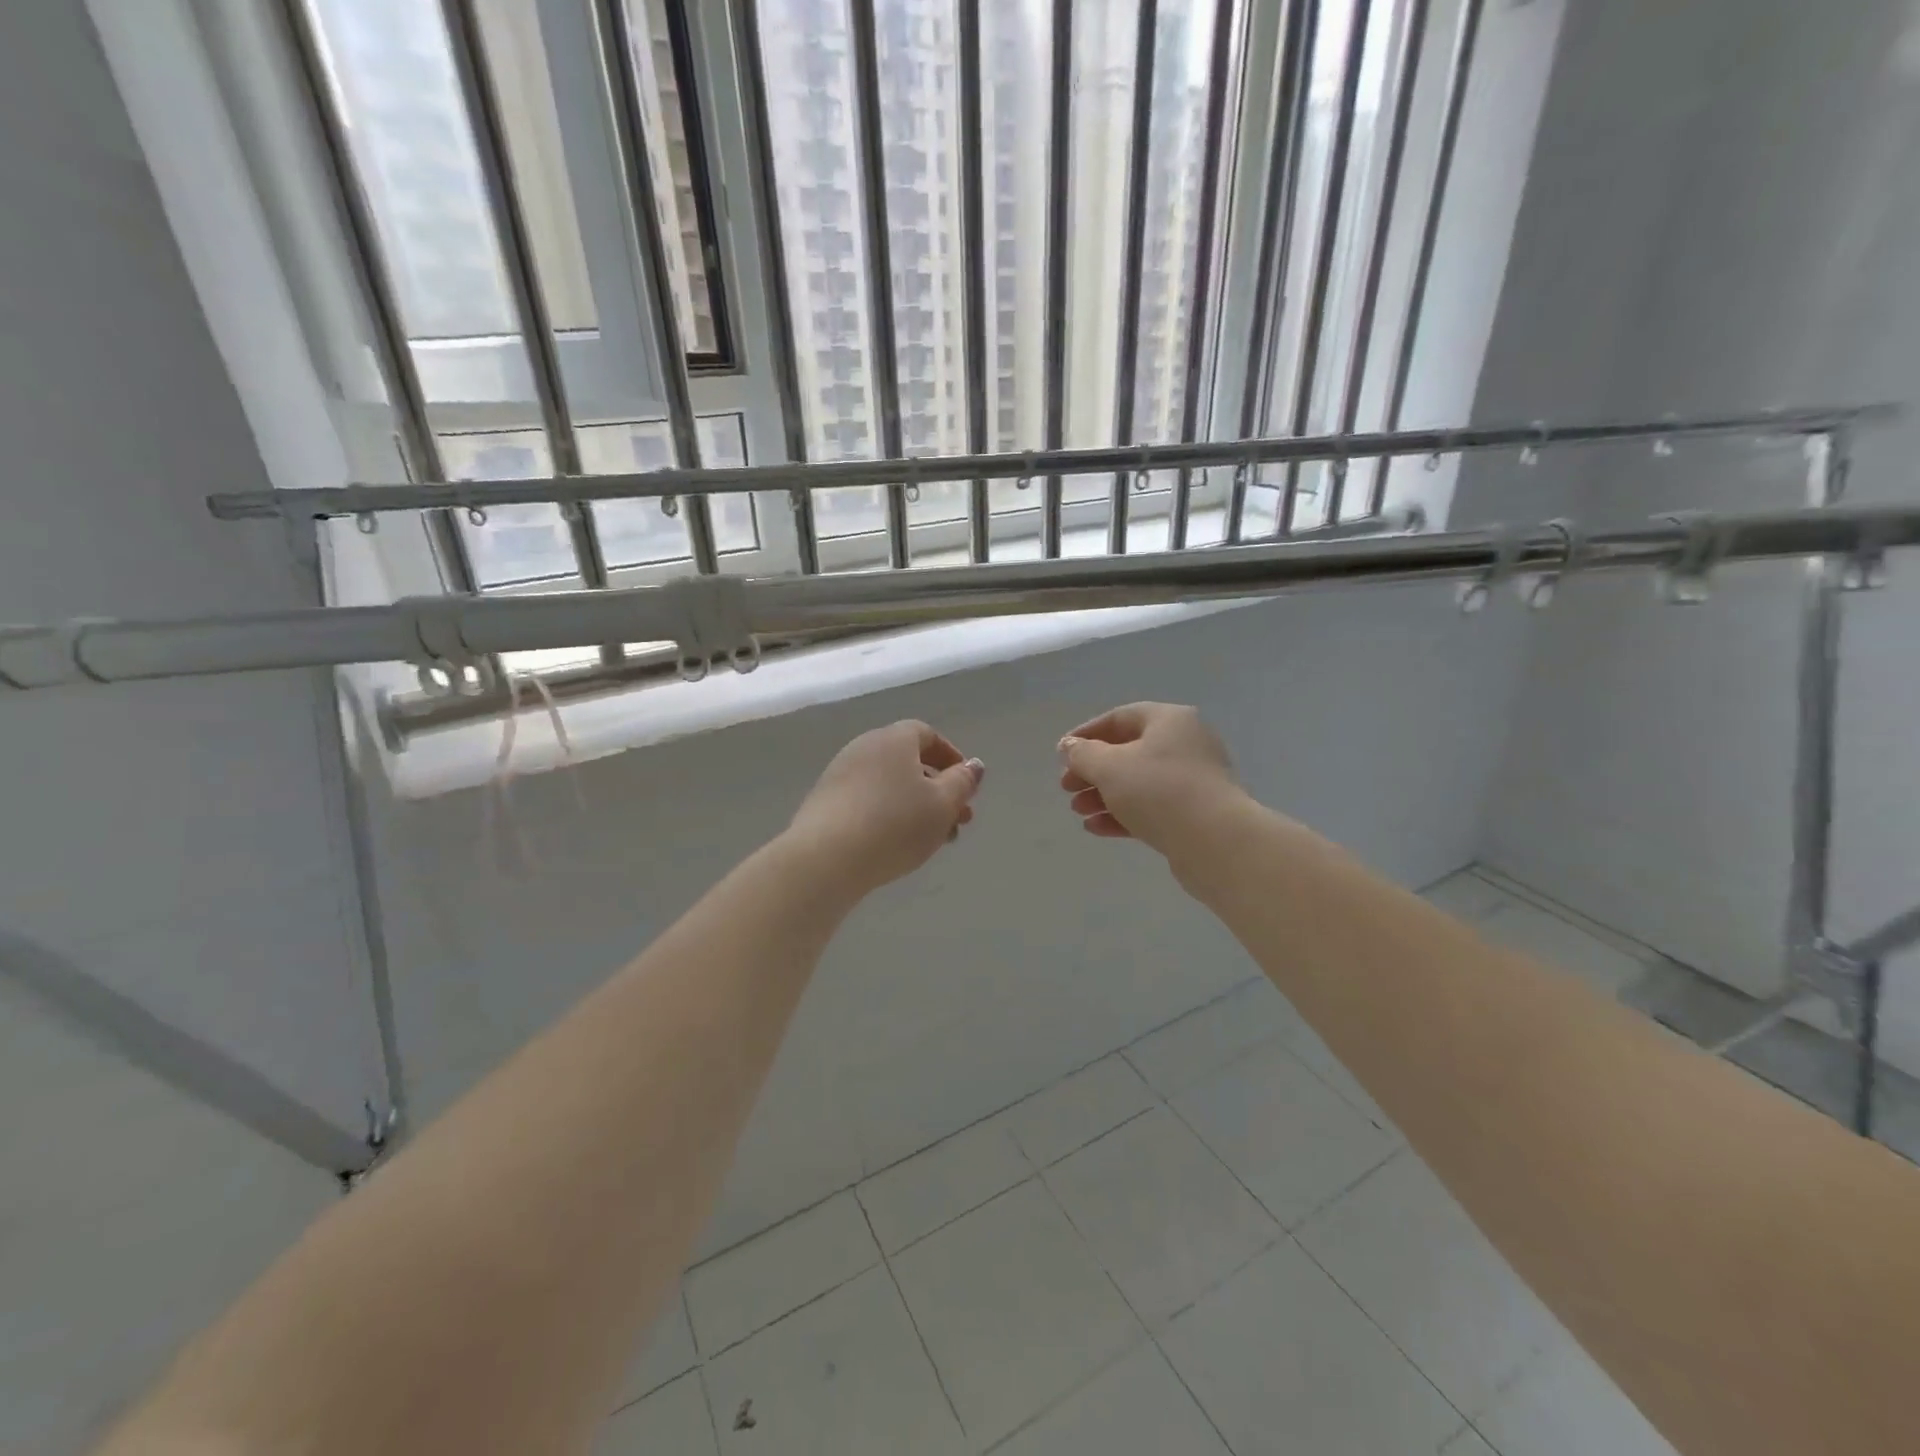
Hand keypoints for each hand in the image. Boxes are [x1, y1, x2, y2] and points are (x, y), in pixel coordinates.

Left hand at [786, 720, 984, 897]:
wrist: (825, 858)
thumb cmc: (894, 825)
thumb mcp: (942, 805)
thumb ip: (962, 783)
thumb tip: (974, 765)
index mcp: (894, 739)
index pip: (927, 734)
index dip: (951, 757)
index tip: (966, 785)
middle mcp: (864, 748)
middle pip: (908, 762)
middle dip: (938, 790)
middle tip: (959, 821)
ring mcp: (839, 775)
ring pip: (889, 785)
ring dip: (915, 806)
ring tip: (932, 840)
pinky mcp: (824, 803)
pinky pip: (866, 801)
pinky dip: (888, 816)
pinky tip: (896, 845)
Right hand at [1058, 703, 1243, 858]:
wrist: (1215, 841)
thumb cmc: (1158, 790)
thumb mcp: (1110, 767)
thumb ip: (1083, 754)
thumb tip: (1069, 747)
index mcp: (1169, 721)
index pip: (1120, 718)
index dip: (1086, 734)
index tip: (1061, 754)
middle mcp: (1185, 744)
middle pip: (1128, 752)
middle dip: (1093, 770)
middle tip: (1067, 788)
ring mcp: (1192, 780)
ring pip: (1138, 782)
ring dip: (1104, 795)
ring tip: (1078, 811)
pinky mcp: (1193, 814)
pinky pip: (1151, 808)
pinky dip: (1123, 814)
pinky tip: (1096, 828)